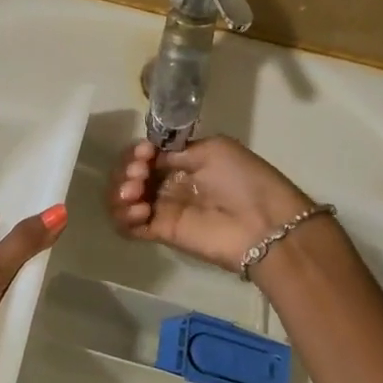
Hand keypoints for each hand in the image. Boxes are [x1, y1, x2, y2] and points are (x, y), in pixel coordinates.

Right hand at [107, 137, 310, 272]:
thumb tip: (153, 157)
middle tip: (139, 174)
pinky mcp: (161, 233)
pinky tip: (139, 211)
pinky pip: (128, 227)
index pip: (145, 154)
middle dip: (126, 170)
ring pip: (123, 200)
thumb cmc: (243, 180)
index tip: (144, 153)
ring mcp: (164, 209)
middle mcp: (169, 183)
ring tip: (135, 195)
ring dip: (119, 193)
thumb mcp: (214, 149)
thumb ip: (178, 151)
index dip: (137, 152)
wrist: (263, 223)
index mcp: (183, 161)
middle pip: (129, 175)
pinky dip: (123, 217)